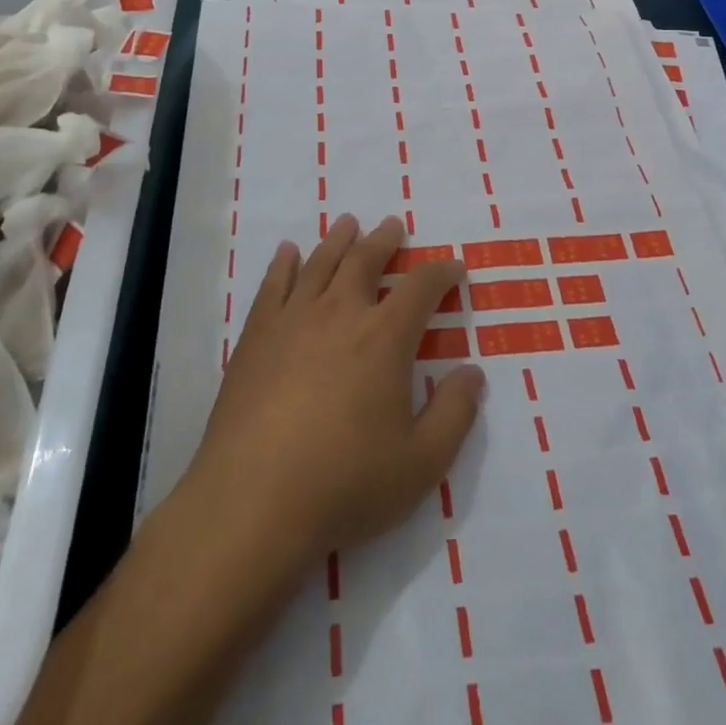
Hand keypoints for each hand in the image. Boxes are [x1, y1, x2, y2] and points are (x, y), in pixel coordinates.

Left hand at [181, 214, 484, 567]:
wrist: (253, 501)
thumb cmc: (346, 483)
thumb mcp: (421, 463)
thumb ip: (454, 414)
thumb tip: (473, 372)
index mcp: (385, 337)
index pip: (422, 287)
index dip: (442, 273)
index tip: (454, 268)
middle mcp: (340, 313)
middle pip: (366, 260)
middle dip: (385, 241)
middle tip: (393, 226)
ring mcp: (293, 320)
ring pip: (321, 263)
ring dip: (339, 240)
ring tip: (348, 223)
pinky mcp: (256, 336)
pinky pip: (273, 285)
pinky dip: (284, 264)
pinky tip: (288, 252)